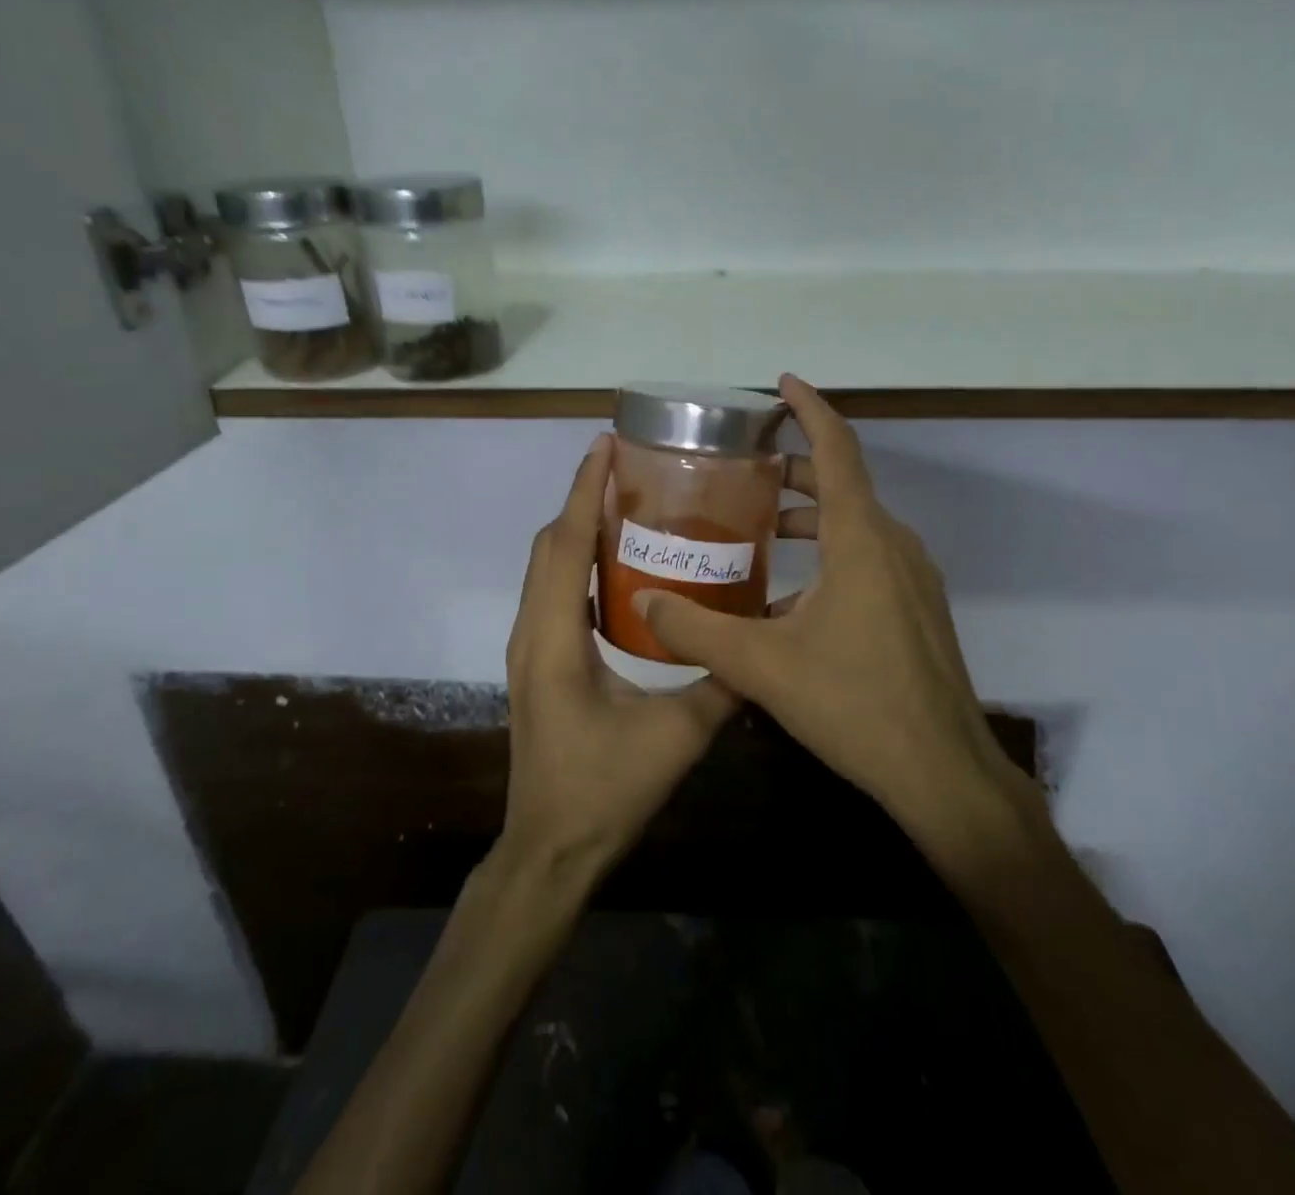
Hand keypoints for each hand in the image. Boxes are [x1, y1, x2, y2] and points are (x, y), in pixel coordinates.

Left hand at [499, 433, 739, 876]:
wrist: (550, 849)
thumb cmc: (604, 792)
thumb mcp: (675, 738)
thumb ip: (722, 686)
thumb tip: (763, 642)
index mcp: (556, 638)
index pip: (564, 544)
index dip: (583, 490)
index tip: (605, 445)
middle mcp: (534, 631)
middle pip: (549, 545)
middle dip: (582, 498)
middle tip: (629, 467)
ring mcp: (531, 648)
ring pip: (547, 567)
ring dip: (577, 528)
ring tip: (627, 503)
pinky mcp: (539, 662)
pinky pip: (554, 592)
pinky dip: (578, 561)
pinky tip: (620, 566)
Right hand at [635, 376, 1039, 841]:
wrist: (941, 770)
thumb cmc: (854, 704)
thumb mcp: (762, 666)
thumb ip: (697, 631)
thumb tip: (644, 605)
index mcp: (861, 539)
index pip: (837, 448)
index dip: (809, 409)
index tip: (782, 385)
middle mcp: (893, 544)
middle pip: (844, 483)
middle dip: (796, 468)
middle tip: (748, 469)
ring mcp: (913, 577)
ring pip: (857, 524)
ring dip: (812, 516)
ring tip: (762, 529)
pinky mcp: (918, 607)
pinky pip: (870, 557)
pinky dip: (832, 553)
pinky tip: (794, 597)